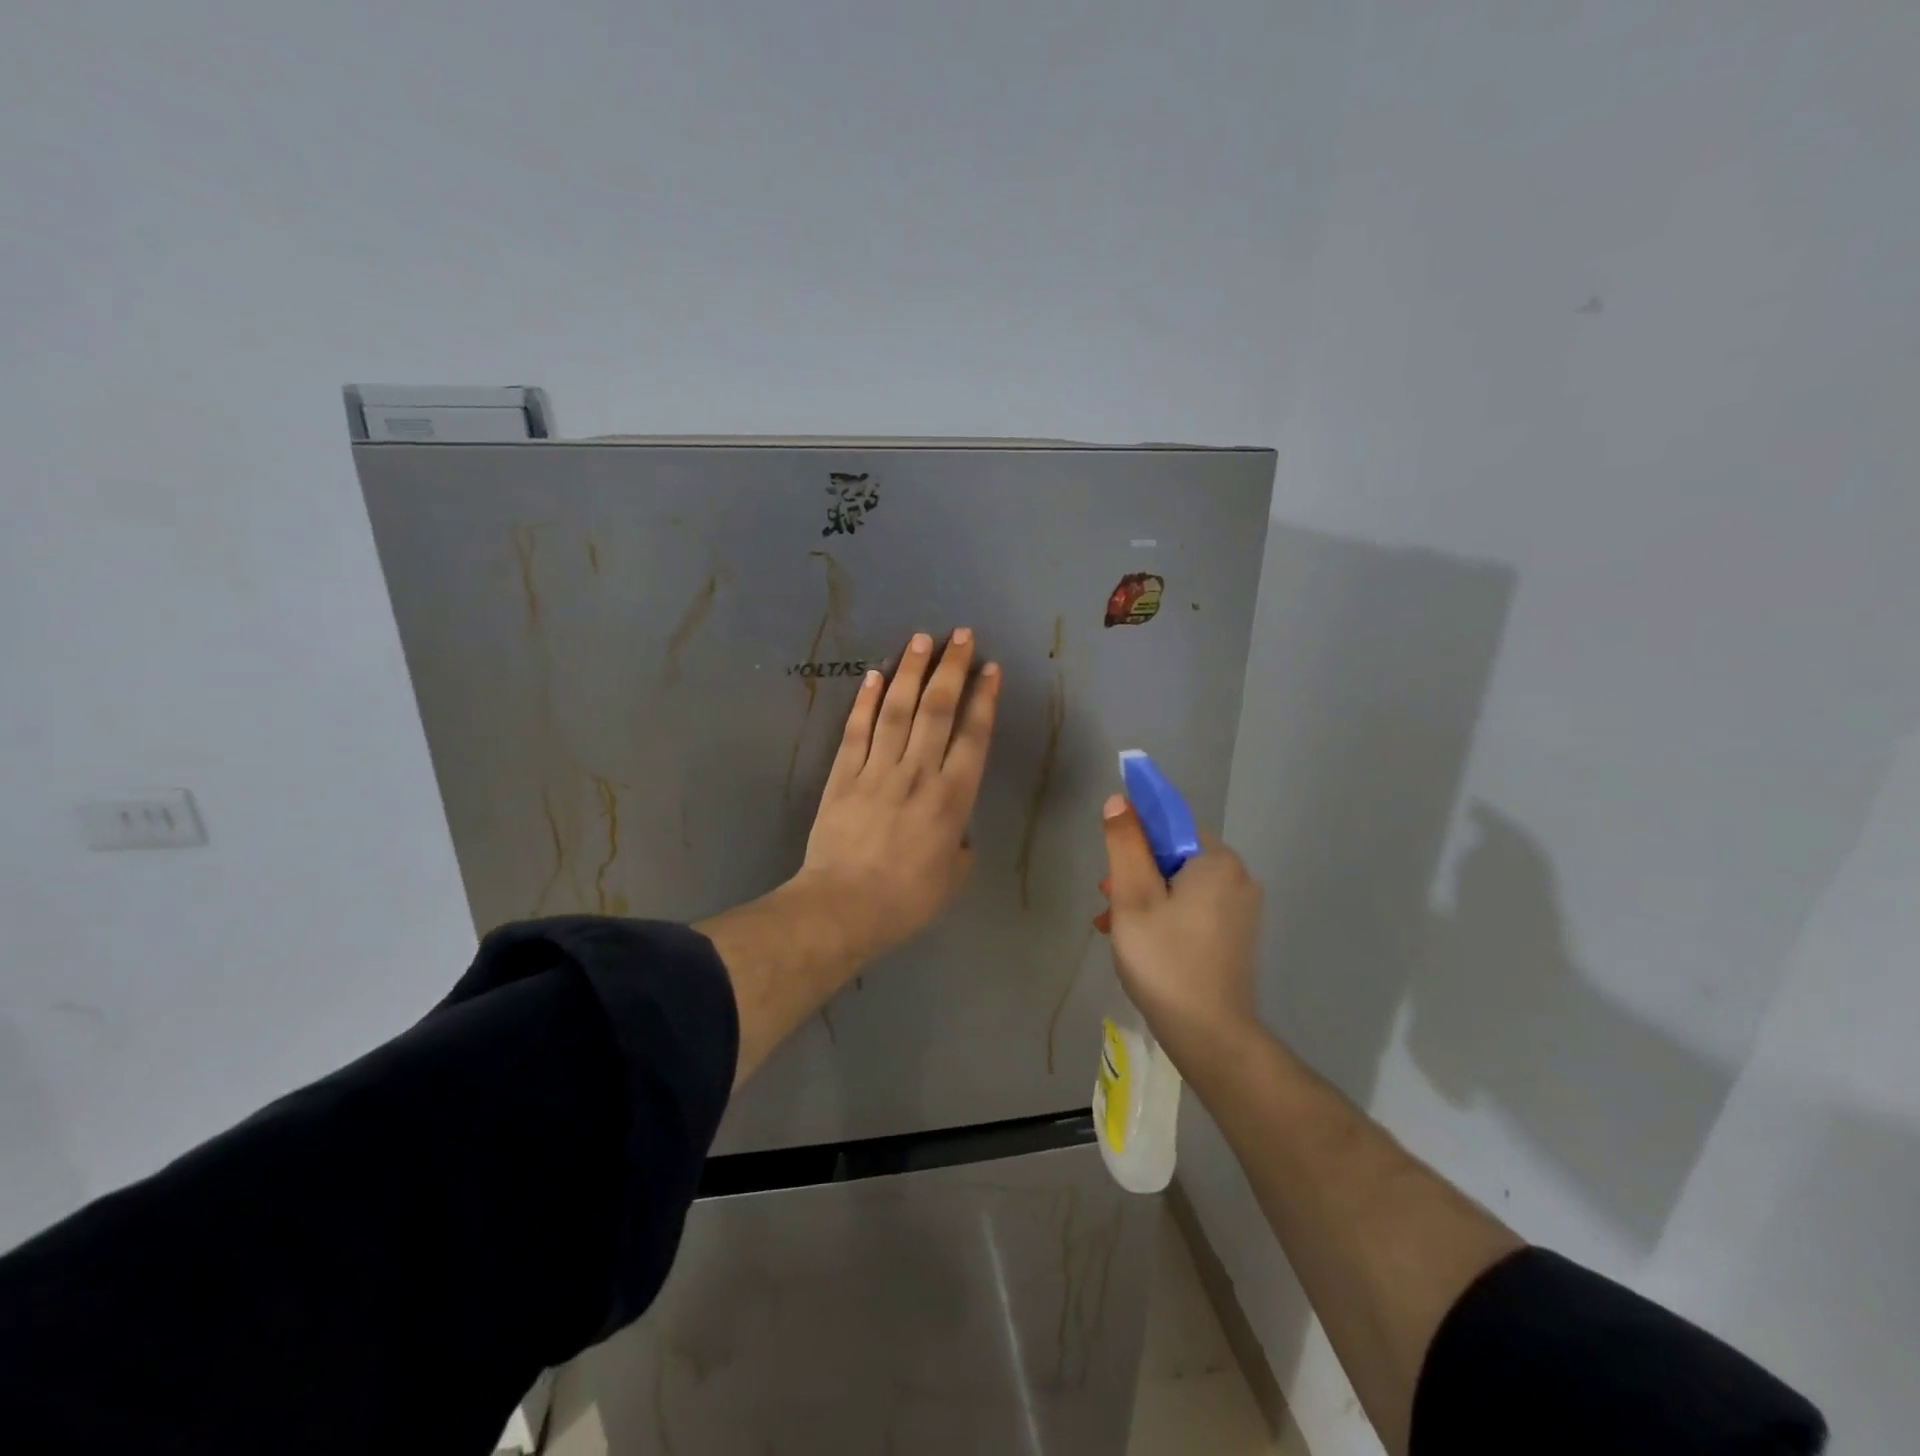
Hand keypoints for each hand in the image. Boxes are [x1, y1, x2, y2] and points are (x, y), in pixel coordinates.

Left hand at [792, 628, 999, 965]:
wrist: (844, 908)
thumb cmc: (907, 900)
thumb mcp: (952, 878)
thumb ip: (959, 845)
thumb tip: (954, 832)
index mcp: (953, 798)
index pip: (973, 735)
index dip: (983, 698)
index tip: (989, 668)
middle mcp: (919, 773)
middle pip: (937, 709)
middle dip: (951, 668)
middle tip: (959, 635)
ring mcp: (878, 770)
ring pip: (898, 710)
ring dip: (911, 671)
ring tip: (921, 639)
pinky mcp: (844, 775)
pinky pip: (858, 730)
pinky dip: (867, 700)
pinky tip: (876, 675)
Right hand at [1097, 795, 1263, 1069]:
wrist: (1210, 1036)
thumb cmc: (1164, 961)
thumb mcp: (1132, 898)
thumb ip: (1125, 845)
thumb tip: (1119, 801)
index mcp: (1217, 861)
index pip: (1169, 825)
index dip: (1134, 838)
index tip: (1110, 868)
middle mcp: (1238, 878)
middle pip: (1174, 857)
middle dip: (1136, 875)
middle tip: (1107, 905)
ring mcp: (1241, 910)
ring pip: (1181, 886)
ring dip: (1145, 899)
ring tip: (1113, 927)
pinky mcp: (1237, 936)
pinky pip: (1194, 909)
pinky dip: (1165, 917)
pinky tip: (1140, 942)